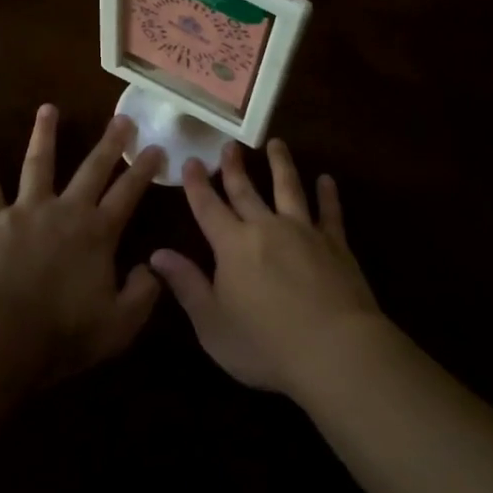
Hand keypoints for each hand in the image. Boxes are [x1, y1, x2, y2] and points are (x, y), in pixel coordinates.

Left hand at [0, 106, 163, 380]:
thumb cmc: (60, 334)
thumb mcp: (117, 326)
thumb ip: (142, 296)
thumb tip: (152, 268)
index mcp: (98, 233)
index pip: (128, 193)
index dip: (144, 170)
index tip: (156, 147)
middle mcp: (66, 210)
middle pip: (92, 169)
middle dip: (109, 143)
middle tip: (121, 118)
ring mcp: (26, 210)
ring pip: (39, 163)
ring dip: (44, 135)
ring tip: (48, 109)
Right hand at [149, 140, 382, 396]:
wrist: (334, 349)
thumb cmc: (266, 344)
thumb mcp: (213, 324)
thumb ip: (186, 285)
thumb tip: (157, 254)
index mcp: (233, 246)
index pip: (209, 207)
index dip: (197, 185)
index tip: (190, 160)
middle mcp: (266, 228)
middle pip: (246, 191)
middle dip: (234, 167)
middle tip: (228, 144)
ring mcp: (303, 231)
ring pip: (289, 188)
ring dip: (281, 164)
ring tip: (276, 143)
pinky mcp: (335, 243)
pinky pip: (330, 212)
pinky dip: (328, 195)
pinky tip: (327, 180)